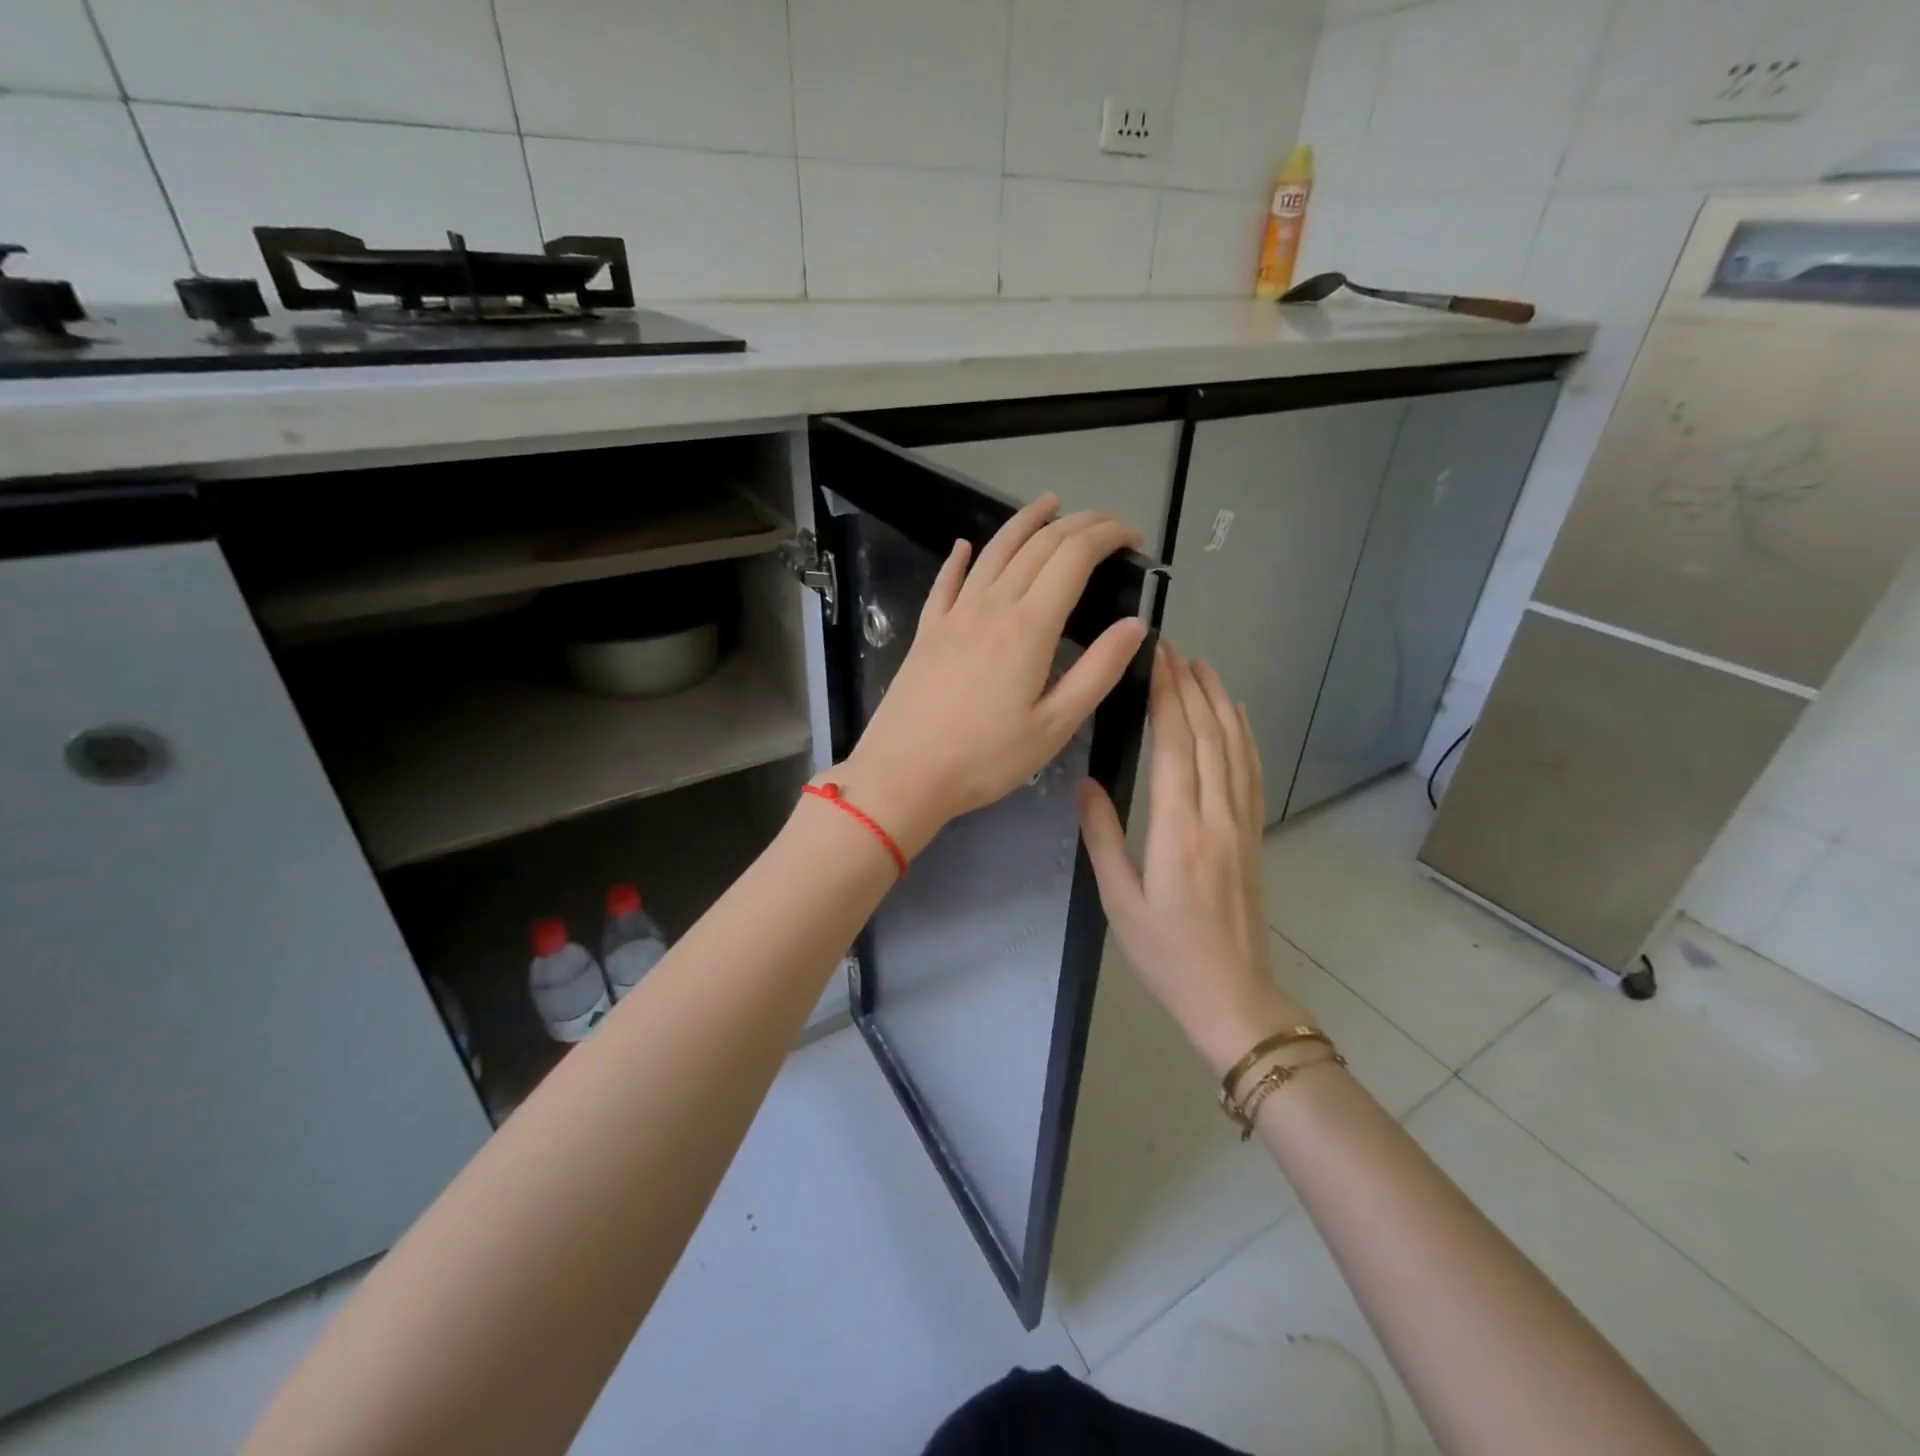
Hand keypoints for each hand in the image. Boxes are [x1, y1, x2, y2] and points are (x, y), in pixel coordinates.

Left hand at [837, 493, 1147, 854]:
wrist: (903, 773)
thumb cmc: (985, 758)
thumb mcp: (1054, 725)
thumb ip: (1097, 671)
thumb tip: (1136, 625)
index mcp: (1029, 627)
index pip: (1074, 557)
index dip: (1107, 536)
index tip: (1134, 538)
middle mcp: (992, 606)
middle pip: (1038, 546)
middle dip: (1078, 524)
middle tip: (1106, 523)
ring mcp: (954, 614)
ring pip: (994, 551)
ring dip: (1024, 522)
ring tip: (1048, 505)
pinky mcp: (928, 630)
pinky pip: (947, 581)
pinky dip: (961, 558)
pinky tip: (965, 546)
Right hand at [1077, 643, 1307, 1072]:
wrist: (1232, 995)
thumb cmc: (1165, 953)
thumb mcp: (1119, 901)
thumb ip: (1103, 837)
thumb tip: (1083, 782)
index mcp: (1178, 832)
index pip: (1176, 746)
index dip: (1166, 697)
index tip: (1155, 659)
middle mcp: (1216, 817)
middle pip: (1208, 736)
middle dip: (1189, 686)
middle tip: (1170, 647)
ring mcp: (1241, 824)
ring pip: (1235, 748)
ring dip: (1219, 701)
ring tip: (1202, 665)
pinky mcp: (1253, 835)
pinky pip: (1251, 773)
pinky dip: (1245, 735)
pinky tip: (1237, 714)